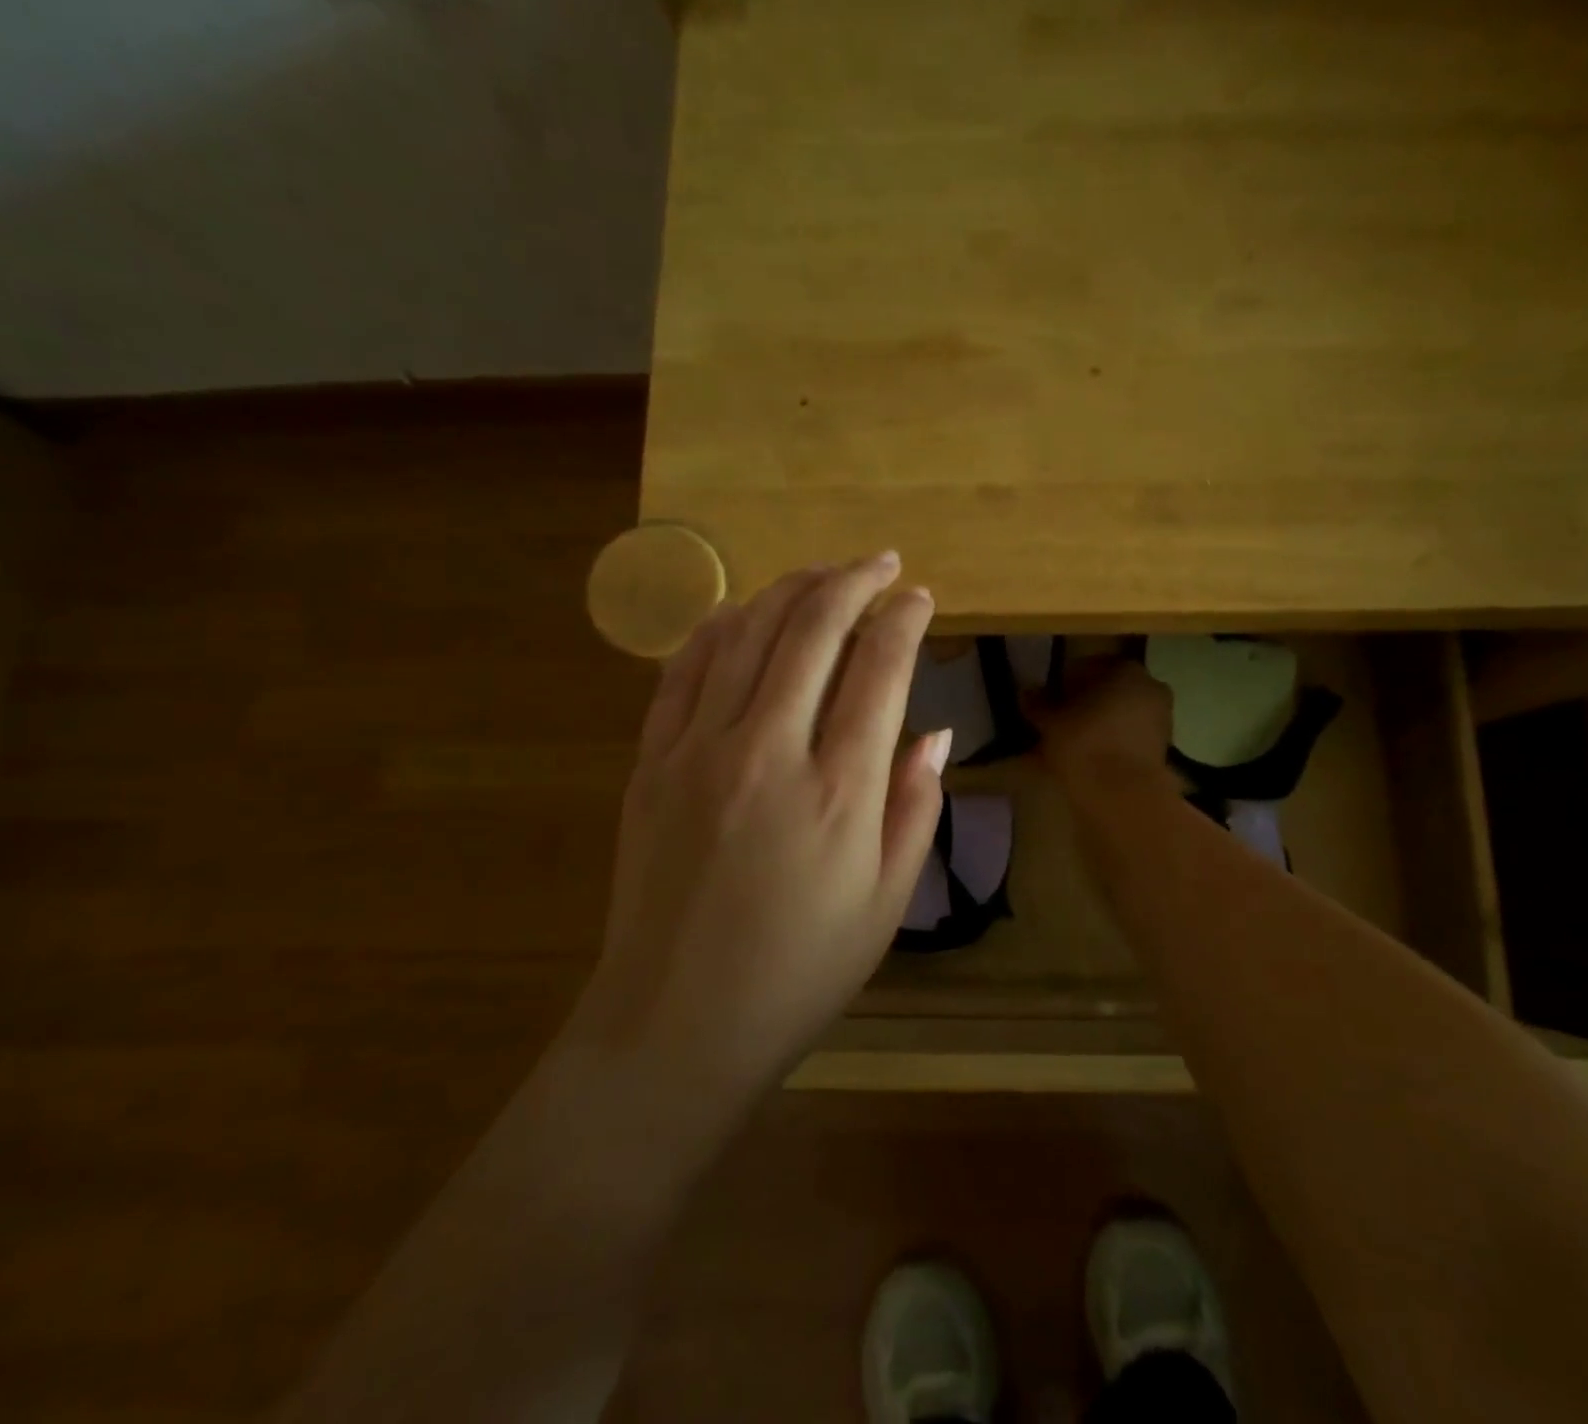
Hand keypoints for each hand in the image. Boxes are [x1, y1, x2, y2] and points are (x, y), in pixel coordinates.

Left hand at [581, 553, 948, 1091]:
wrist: (677, 1023)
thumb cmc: (800, 971)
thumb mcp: (887, 901)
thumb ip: (916, 806)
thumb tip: (936, 732)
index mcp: (839, 791)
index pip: (879, 669)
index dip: (904, 620)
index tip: (920, 597)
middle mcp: (767, 751)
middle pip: (812, 629)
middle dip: (853, 581)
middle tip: (881, 563)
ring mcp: (698, 751)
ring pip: (745, 633)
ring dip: (790, 590)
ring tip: (822, 573)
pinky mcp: (651, 763)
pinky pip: (683, 670)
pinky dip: (716, 627)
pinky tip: (741, 612)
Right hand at [1030, 655, 1173, 786]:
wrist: (1122, 795)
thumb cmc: (1084, 744)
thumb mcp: (1051, 722)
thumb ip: (1038, 704)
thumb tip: (1026, 692)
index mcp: (1126, 669)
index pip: (1089, 666)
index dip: (1066, 681)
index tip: (1049, 698)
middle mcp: (1150, 687)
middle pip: (1109, 690)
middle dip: (1085, 702)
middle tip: (1059, 718)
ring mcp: (1161, 719)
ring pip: (1121, 714)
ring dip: (1099, 723)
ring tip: (1071, 741)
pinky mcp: (1162, 749)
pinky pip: (1129, 736)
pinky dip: (1112, 742)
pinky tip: (1090, 756)